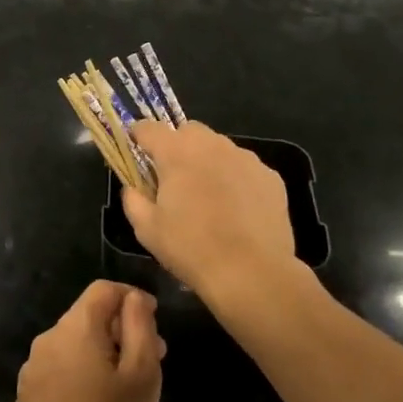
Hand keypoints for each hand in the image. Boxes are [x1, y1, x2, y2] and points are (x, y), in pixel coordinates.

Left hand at [16, 281, 164, 401]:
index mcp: (75, 327)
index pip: (103, 290)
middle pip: (87, 317)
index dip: (131, 298)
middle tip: (150, 358)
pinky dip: (79, 375)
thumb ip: (140, 325)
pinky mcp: (26, 398)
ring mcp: (31, 370)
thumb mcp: (143, 373)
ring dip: (99, 354)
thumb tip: (132, 298)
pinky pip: (58, 371)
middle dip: (119, 330)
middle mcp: (47, 339)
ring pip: (72, 346)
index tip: (152, 320)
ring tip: (124, 387)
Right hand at [124, 121, 298, 304]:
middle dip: (177, 146)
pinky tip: (237, 209)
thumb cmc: (191, 248)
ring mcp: (245, 158)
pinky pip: (244, 168)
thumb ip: (133, 199)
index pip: (149, 128)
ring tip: (208, 196)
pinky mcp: (270, 176)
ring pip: (219, 148)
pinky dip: (235, 178)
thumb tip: (133, 187)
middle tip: (174, 177)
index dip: (138, 136)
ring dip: (208, 161)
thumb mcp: (147, 229)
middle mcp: (212, 144)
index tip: (136, 148)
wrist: (252, 273)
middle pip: (188, 131)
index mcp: (177, 152)